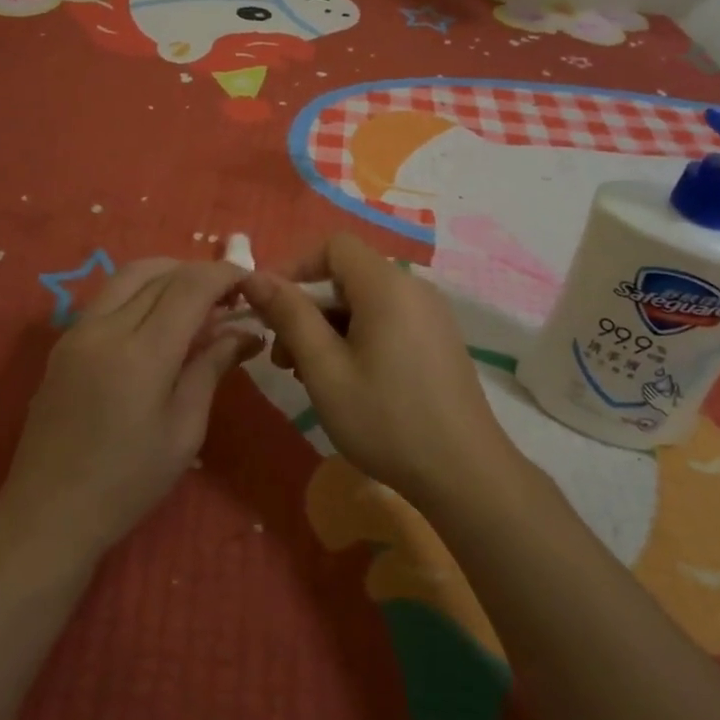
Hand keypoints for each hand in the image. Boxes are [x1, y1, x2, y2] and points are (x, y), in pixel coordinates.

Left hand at [0, 258, 255, 563]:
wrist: (47, 514)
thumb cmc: (127, 483)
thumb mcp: (184, 431)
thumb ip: (212, 368)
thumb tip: (246, 331)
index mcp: (142, 353)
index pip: (191, 287)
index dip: (225, 275)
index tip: (251, 282)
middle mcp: (106, 328)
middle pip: (160, 273)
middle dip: (200, 273)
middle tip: (229, 296)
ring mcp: (78, 331)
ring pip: (129, 275)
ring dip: (168, 274)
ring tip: (197, 301)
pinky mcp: (64, 341)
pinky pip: (108, 295)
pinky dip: (141, 290)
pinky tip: (159, 318)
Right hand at [239, 233, 517, 504]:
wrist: (465, 474)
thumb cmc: (385, 419)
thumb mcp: (324, 368)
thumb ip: (289, 315)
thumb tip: (254, 276)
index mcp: (386, 285)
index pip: (333, 246)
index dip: (295, 268)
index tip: (268, 307)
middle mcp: (413, 288)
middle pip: (347, 276)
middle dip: (308, 308)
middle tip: (282, 357)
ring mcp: (430, 314)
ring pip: (365, 302)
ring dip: (329, 328)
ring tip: (308, 376)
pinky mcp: (438, 340)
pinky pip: (388, 321)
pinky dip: (357, 338)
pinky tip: (345, 381)